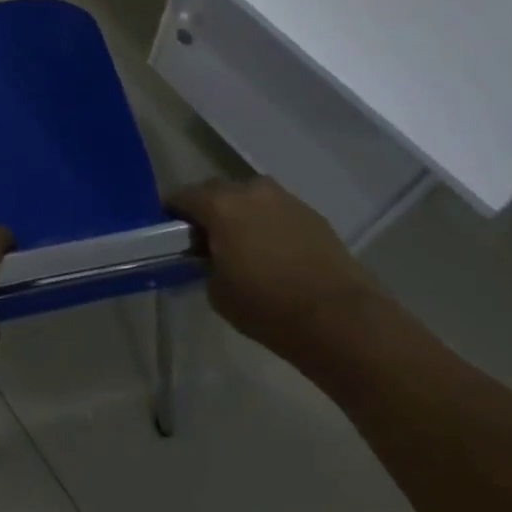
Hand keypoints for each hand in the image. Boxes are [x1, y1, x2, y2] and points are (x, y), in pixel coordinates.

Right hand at [168, 176, 379, 364]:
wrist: (342, 321)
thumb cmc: (269, 308)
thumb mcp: (218, 291)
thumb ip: (206, 264)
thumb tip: (211, 256)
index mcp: (220, 204)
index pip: (181, 197)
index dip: (171, 213)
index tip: (169, 234)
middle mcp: (250, 190)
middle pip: (216, 192)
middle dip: (207, 212)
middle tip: (205, 242)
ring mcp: (284, 199)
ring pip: (249, 200)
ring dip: (240, 216)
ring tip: (243, 248)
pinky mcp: (312, 214)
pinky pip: (276, 212)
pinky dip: (268, 226)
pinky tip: (275, 255)